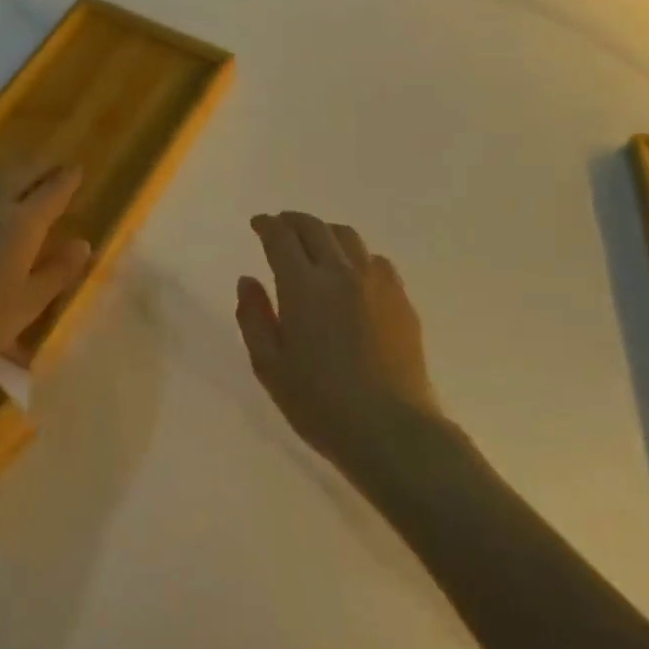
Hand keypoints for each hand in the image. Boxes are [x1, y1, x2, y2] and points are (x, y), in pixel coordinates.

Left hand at [0, 164, 91, 395]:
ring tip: (24, 174)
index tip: (78, 171)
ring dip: (15, 168)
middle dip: (43, 165)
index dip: (68, 179)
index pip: (53, 190)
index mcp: (22, 224)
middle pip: (23, 170)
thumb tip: (83, 243)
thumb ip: (58, 272)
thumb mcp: (26, 306)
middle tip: (55, 168)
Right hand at [235, 212, 440, 471]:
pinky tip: (352, 272)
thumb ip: (253, 318)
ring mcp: (376, 282)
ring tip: (315, 242)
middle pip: (315, 228)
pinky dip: (355, 254)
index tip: (258, 224)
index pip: (281, 238)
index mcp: (303, 287)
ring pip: (348, 237)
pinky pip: (375, 259)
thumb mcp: (270, 367)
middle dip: (293, 220)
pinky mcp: (401, 298)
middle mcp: (341, 273)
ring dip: (325, 231)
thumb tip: (247, 281)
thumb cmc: (320, 404)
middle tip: (281, 225)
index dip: (267, 225)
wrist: (391, 428)